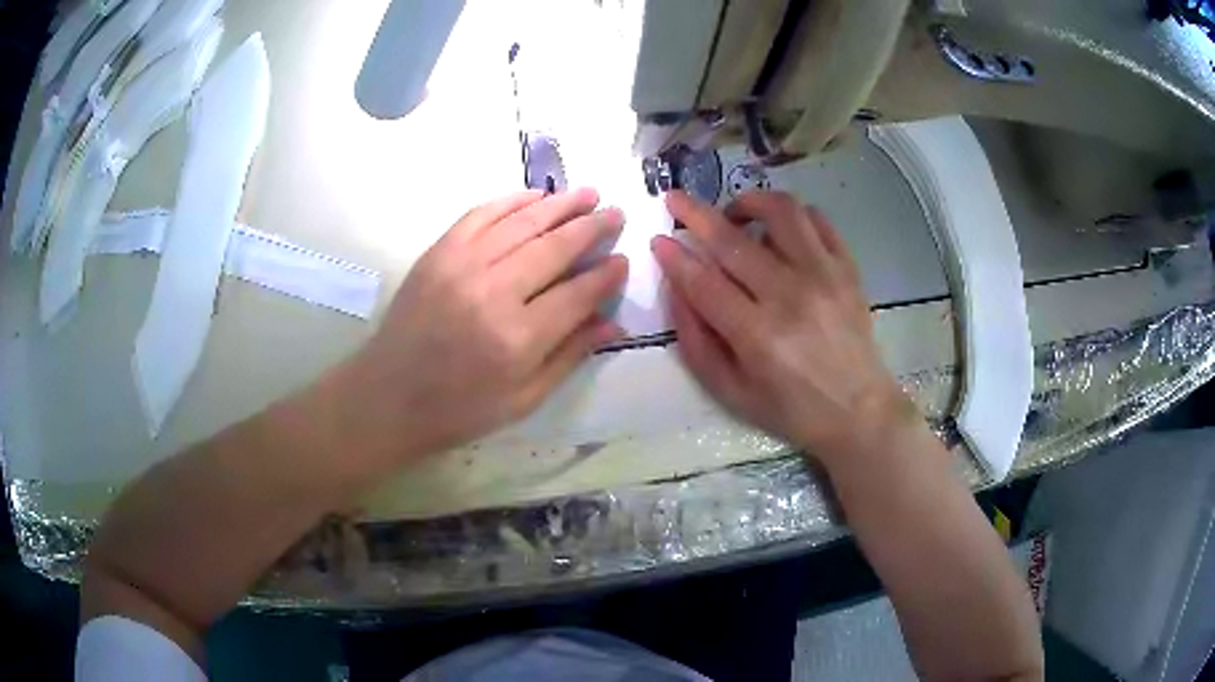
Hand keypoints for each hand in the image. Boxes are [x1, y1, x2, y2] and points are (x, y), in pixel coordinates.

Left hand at [343, 188, 627, 461]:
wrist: (388, 396)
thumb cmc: (459, 409)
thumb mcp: (523, 400)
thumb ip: (570, 356)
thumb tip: (613, 321)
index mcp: (518, 339)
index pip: (578, 293)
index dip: (607, 274)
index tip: (623, 260)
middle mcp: (493, 293)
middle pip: (555, 248)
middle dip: (592, 227)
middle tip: (616, 213)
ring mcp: (461, 266)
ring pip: (522, 222)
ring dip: (560, 204)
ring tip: (588, 194)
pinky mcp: (438, 252)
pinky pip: (481, 214)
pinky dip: (512, 200)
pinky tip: (536, 196)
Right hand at [652, 191, 910, 462]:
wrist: (858, 410)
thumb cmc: (791, 408)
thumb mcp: (731, 392)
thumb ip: (696, 342)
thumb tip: (677, 289)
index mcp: (758, 336)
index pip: (704, 282)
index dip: (675, 257)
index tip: (658, 239)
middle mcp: (791, 297)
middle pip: (733, 241)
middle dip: (696, 214)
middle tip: (676, 199)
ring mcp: (825, 276)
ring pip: (781, 212)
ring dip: (749, 202)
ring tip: (735, 213)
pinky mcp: (847, 268)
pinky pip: (817, 220)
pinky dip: (791, 215)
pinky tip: (777, 230)